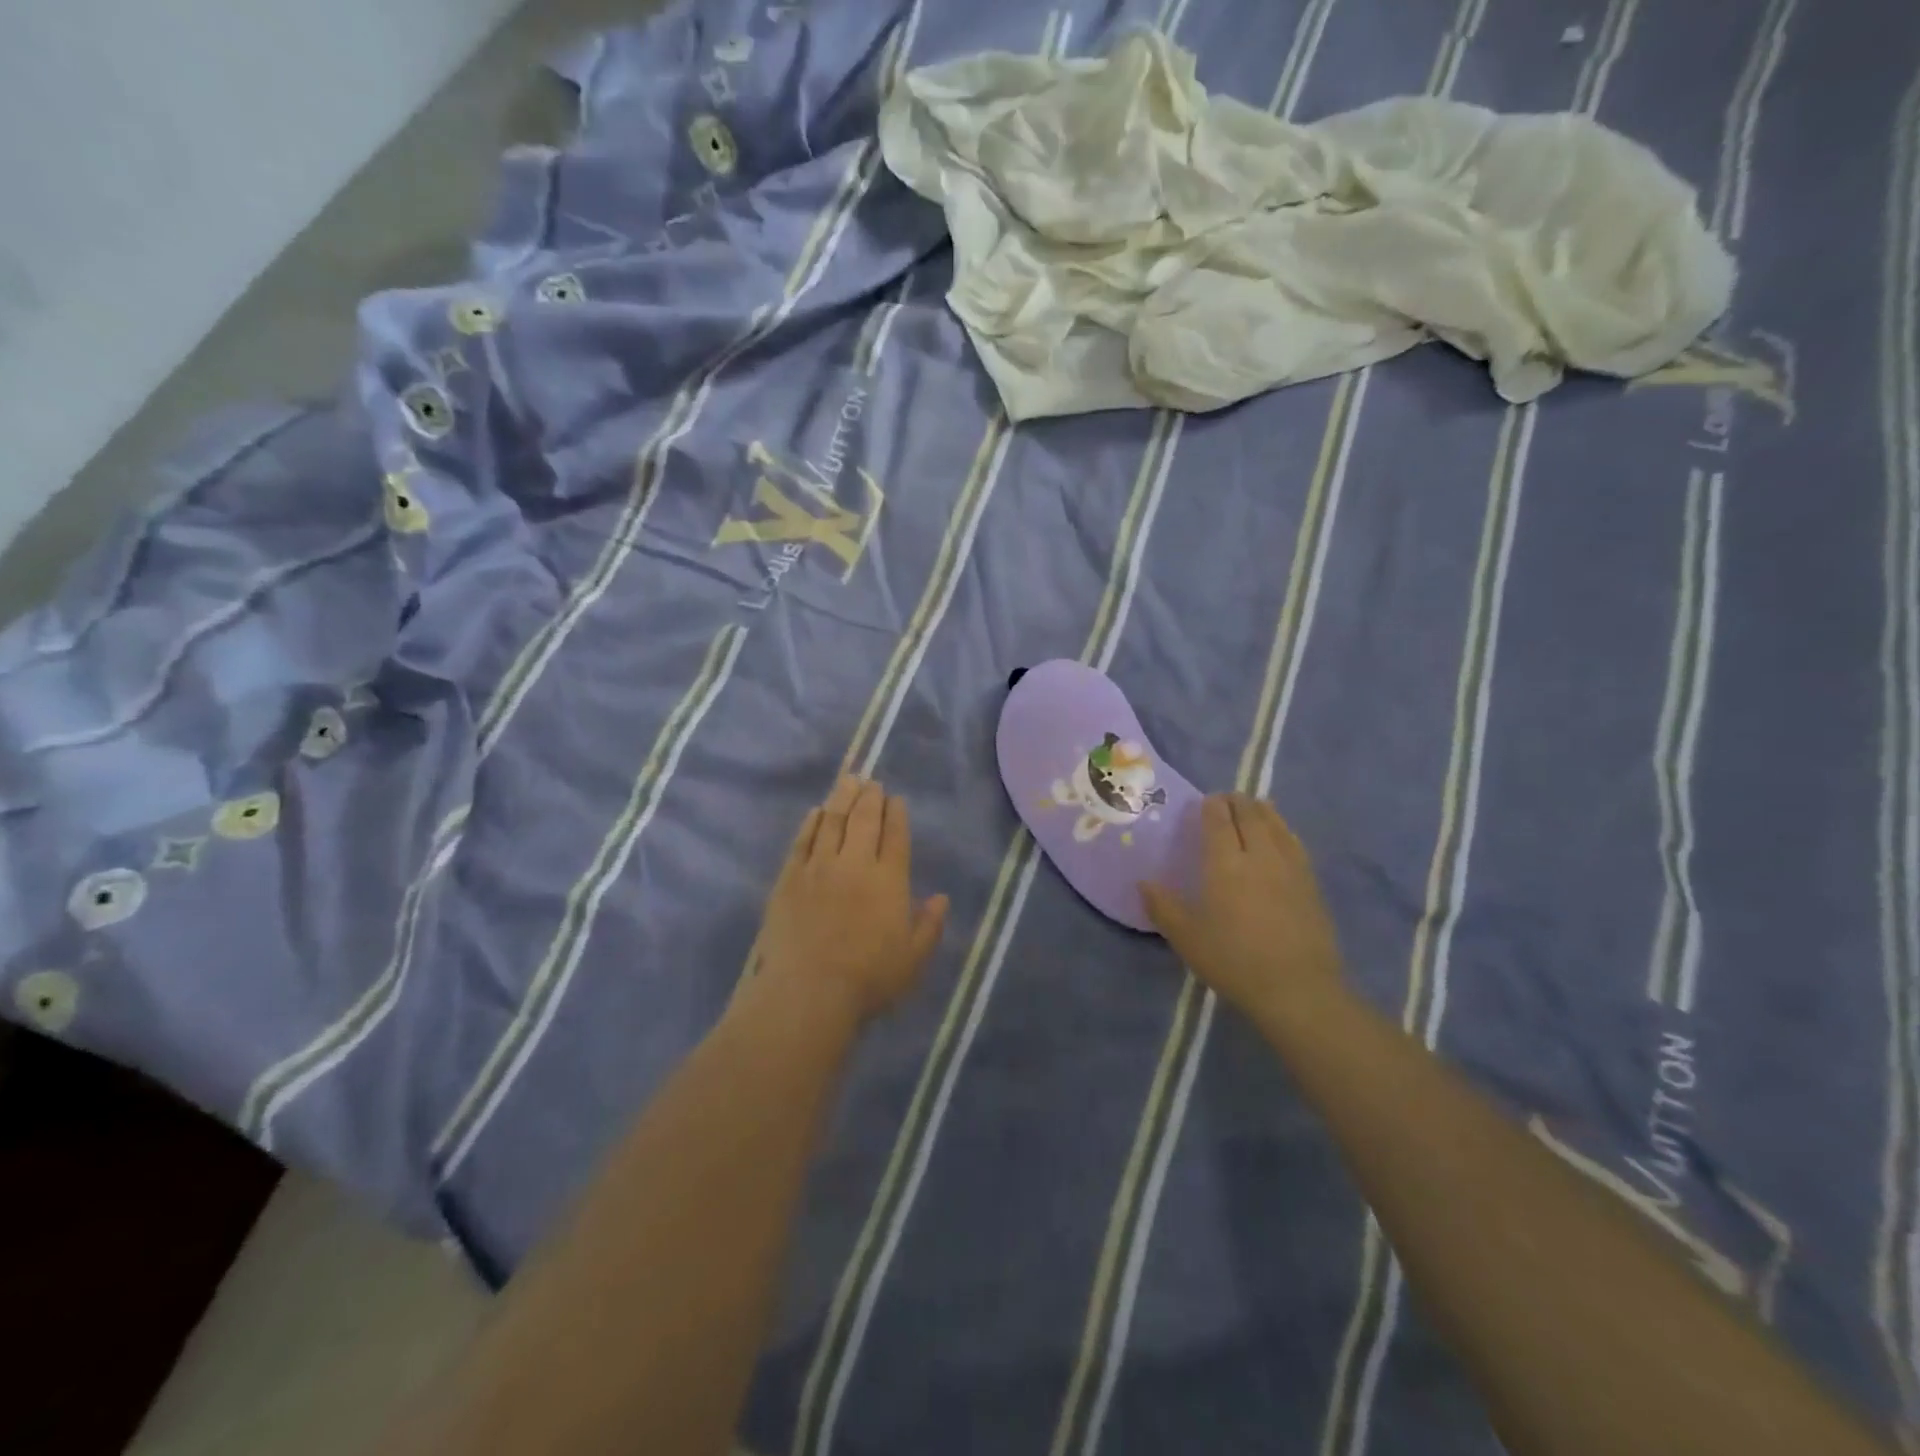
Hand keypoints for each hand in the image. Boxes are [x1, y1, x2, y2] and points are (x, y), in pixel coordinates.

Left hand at [754, 777, 948, 1022]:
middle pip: (864, 820)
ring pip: (832, 821)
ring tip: (847, 781)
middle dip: (870, 797)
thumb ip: (929, 926)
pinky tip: (815, 812)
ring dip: (842, 798)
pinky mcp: (789, 878)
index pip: (895, 836)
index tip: (896, 799)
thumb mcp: (912, 960)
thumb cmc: (868, 980)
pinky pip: (802, 841)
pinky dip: (811, 823)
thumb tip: (941, 898)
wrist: (807, 992)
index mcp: (889, 881)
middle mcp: (855, 864)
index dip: (896, 814)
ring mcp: (818, 868)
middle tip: (871, 782)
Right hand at [1141, 794, 1343, 1017]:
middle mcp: (1259, 854)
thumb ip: (1163, 907)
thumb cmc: (1234, 961)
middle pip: (1249, 813)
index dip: (1210, 805)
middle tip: (1224, 801)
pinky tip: (1280, 834)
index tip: (1203, 801)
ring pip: (1276, 823)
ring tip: (1252, 807)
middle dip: (1235, 801)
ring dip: (1261, 809)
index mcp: (1225, 863)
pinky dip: (1283, 828)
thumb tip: (1143, 883)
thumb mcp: (1187, 938)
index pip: (1218, 819)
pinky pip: (1295, 841)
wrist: (1298, 989)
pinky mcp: (1311, 882)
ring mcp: (1290, 866)